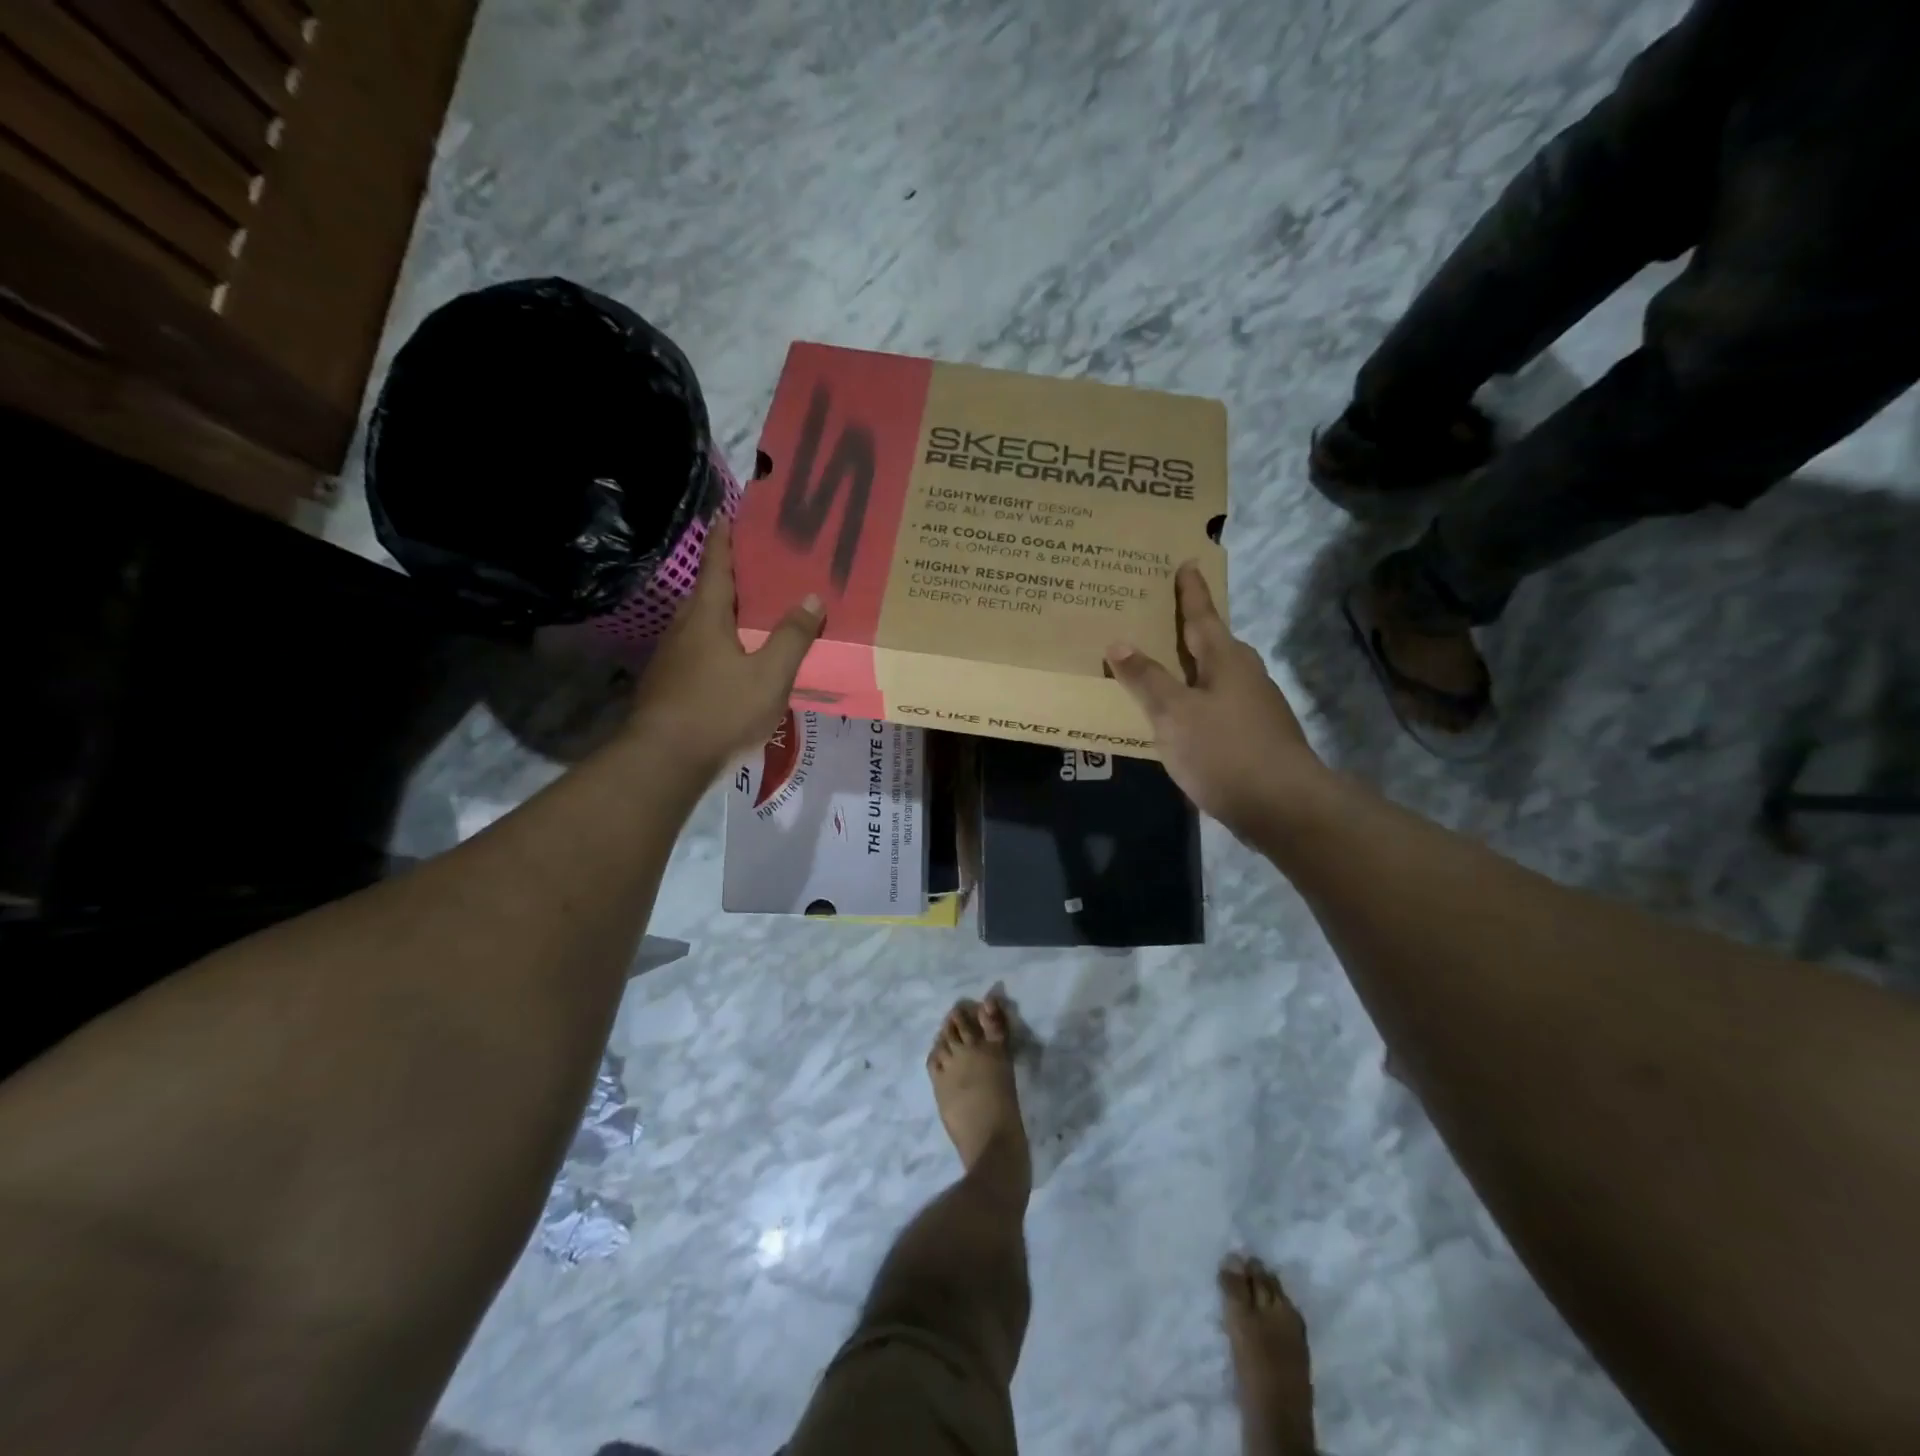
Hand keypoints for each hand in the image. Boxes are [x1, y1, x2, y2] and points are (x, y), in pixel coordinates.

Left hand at [627, 516, 821, 774]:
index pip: (716, 567)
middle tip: (758, 570)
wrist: (664, 760)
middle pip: (707, 594)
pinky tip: (734, 663)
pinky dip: (718, 645)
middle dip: (729, 579)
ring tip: (752, 616)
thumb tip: (811, 596)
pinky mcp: (669, 686)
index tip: (727, 515)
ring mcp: (671, 659)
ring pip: (701, 626)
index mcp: (707, 618)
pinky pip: (698, 652)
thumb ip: (792, 637)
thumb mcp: (770, 676)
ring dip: (723, 615)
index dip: (724, 541)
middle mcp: (683, 630)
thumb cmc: (720, 710)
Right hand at [1105, 563, 1321, 842]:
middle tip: (1162, 617)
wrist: (1283, 806)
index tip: (1187, 563)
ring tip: (1165, 666)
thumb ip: (1146, 679)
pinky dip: (1198, 699)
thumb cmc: (1224, 751)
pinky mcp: (1257, 735)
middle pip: (1213, 643)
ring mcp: (1256, 706)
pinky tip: (1184, 716)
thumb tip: (1118, 642)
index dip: (1190, 591)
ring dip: (1192, 667)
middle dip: (1190, 629)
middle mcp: (1246, 674)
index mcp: (1226, 659)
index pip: (1202, 615)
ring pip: (1217, 675)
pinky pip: (1220, 704)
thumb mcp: (1173, 714)